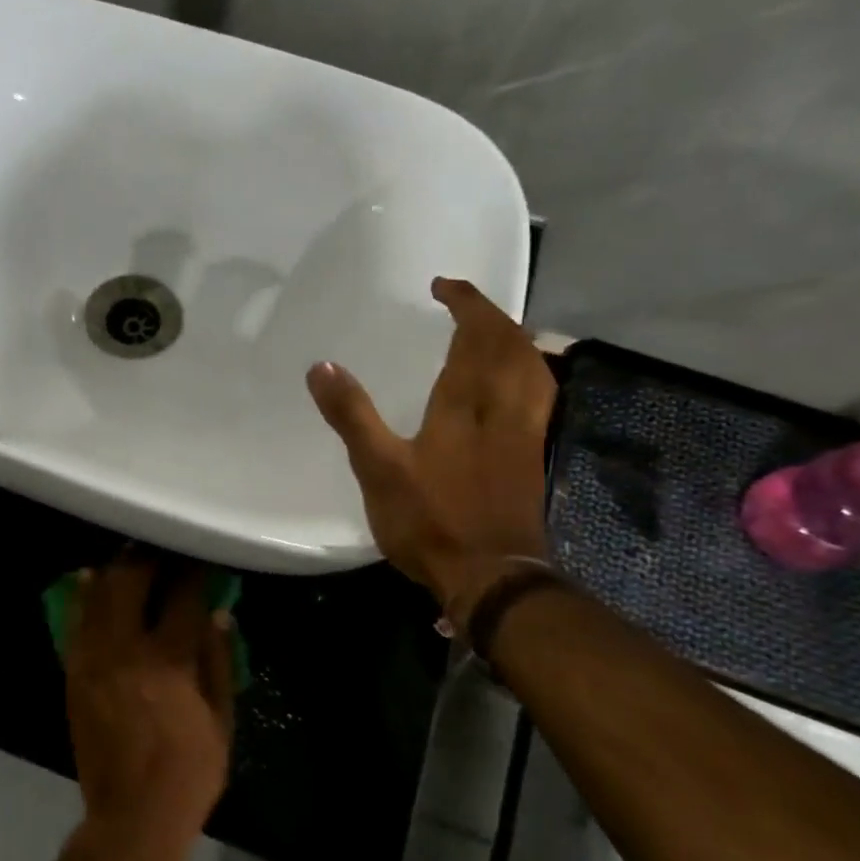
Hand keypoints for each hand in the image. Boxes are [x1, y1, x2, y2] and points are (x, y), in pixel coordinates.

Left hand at [63, 553, 236, 860]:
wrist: (130, 816)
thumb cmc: (188, 772)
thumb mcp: (221, 720)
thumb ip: (219, 660)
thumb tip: (219, 612)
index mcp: (169, 659)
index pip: (183, 596)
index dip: (193, 571)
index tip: (200, 558)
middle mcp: (126, 649)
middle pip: (131, 581)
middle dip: (147, 557)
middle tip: (161, 546)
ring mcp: (94, 660)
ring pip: (99, 595)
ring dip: (116, 569)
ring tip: (130, 555)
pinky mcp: (74, 674)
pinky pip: (76, 624)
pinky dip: (84, 597)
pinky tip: (91, 579)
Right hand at [307, 277, 553, 616]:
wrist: (491, 575)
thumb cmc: (432, 519)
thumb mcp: (379, 468)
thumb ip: (352, 414)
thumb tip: (321, 365)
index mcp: (467, 402)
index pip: (478, 334)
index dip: (466, 303)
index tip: (443, 285)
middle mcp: (506, 408)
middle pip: (513, 345)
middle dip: (491, 316)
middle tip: (464, 306)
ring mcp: (527, 433)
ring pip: (533, 369)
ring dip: (515, 342)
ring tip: (490, 336)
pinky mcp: (533, 458)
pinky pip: (538, 397)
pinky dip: (526, 375)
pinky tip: (509, 390)